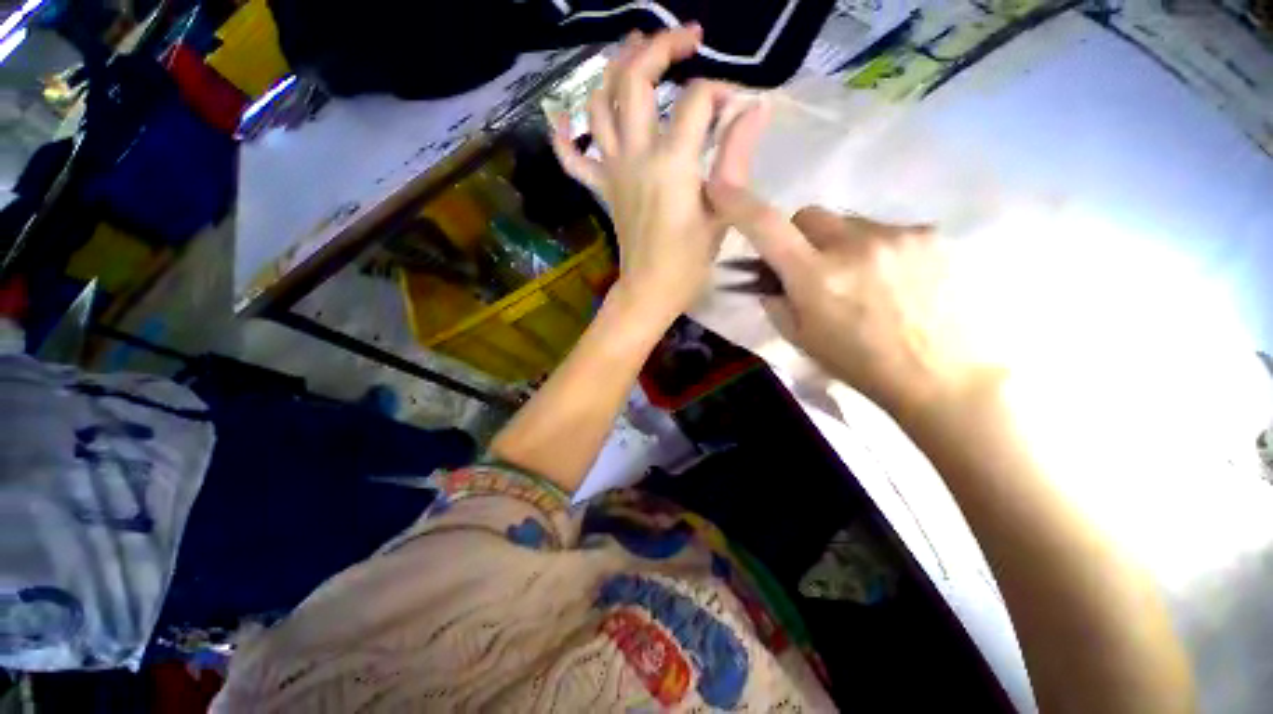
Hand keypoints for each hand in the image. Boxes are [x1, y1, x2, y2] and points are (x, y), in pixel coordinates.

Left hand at [551, 27, 767, 320]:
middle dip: (660, 46)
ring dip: (613, 70)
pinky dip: (564, 135)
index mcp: (671, 163)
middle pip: (635, 80)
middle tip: (687, 38)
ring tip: (633, 51)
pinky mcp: (602, 189)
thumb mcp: (721, 213)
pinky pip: (573, 158)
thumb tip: (754, 108)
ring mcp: (612, 170)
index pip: (698, 100)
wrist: (650, 292)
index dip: (724, 92)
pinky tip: (562, 116)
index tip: (742, 105)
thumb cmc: (688, 263)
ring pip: (599, 105)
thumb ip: (735, 157)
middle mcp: (635, 155)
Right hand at [705, 183, 997, 417]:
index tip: (720, 187)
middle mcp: (853, 245)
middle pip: (809, 214)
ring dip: (842, 244)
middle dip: (801, 237)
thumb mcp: (801, 338)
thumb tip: (770, 276)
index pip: (767, 227)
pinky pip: (885, 229)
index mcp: (815, 278)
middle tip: (813, 268)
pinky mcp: (929, 233)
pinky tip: (895, 280)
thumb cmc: (859, 364)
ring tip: (863, 281)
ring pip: (849, 222)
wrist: (940, 376)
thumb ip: (776, 301)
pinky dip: (877, 248)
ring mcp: (896, 234)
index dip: (740, 204)